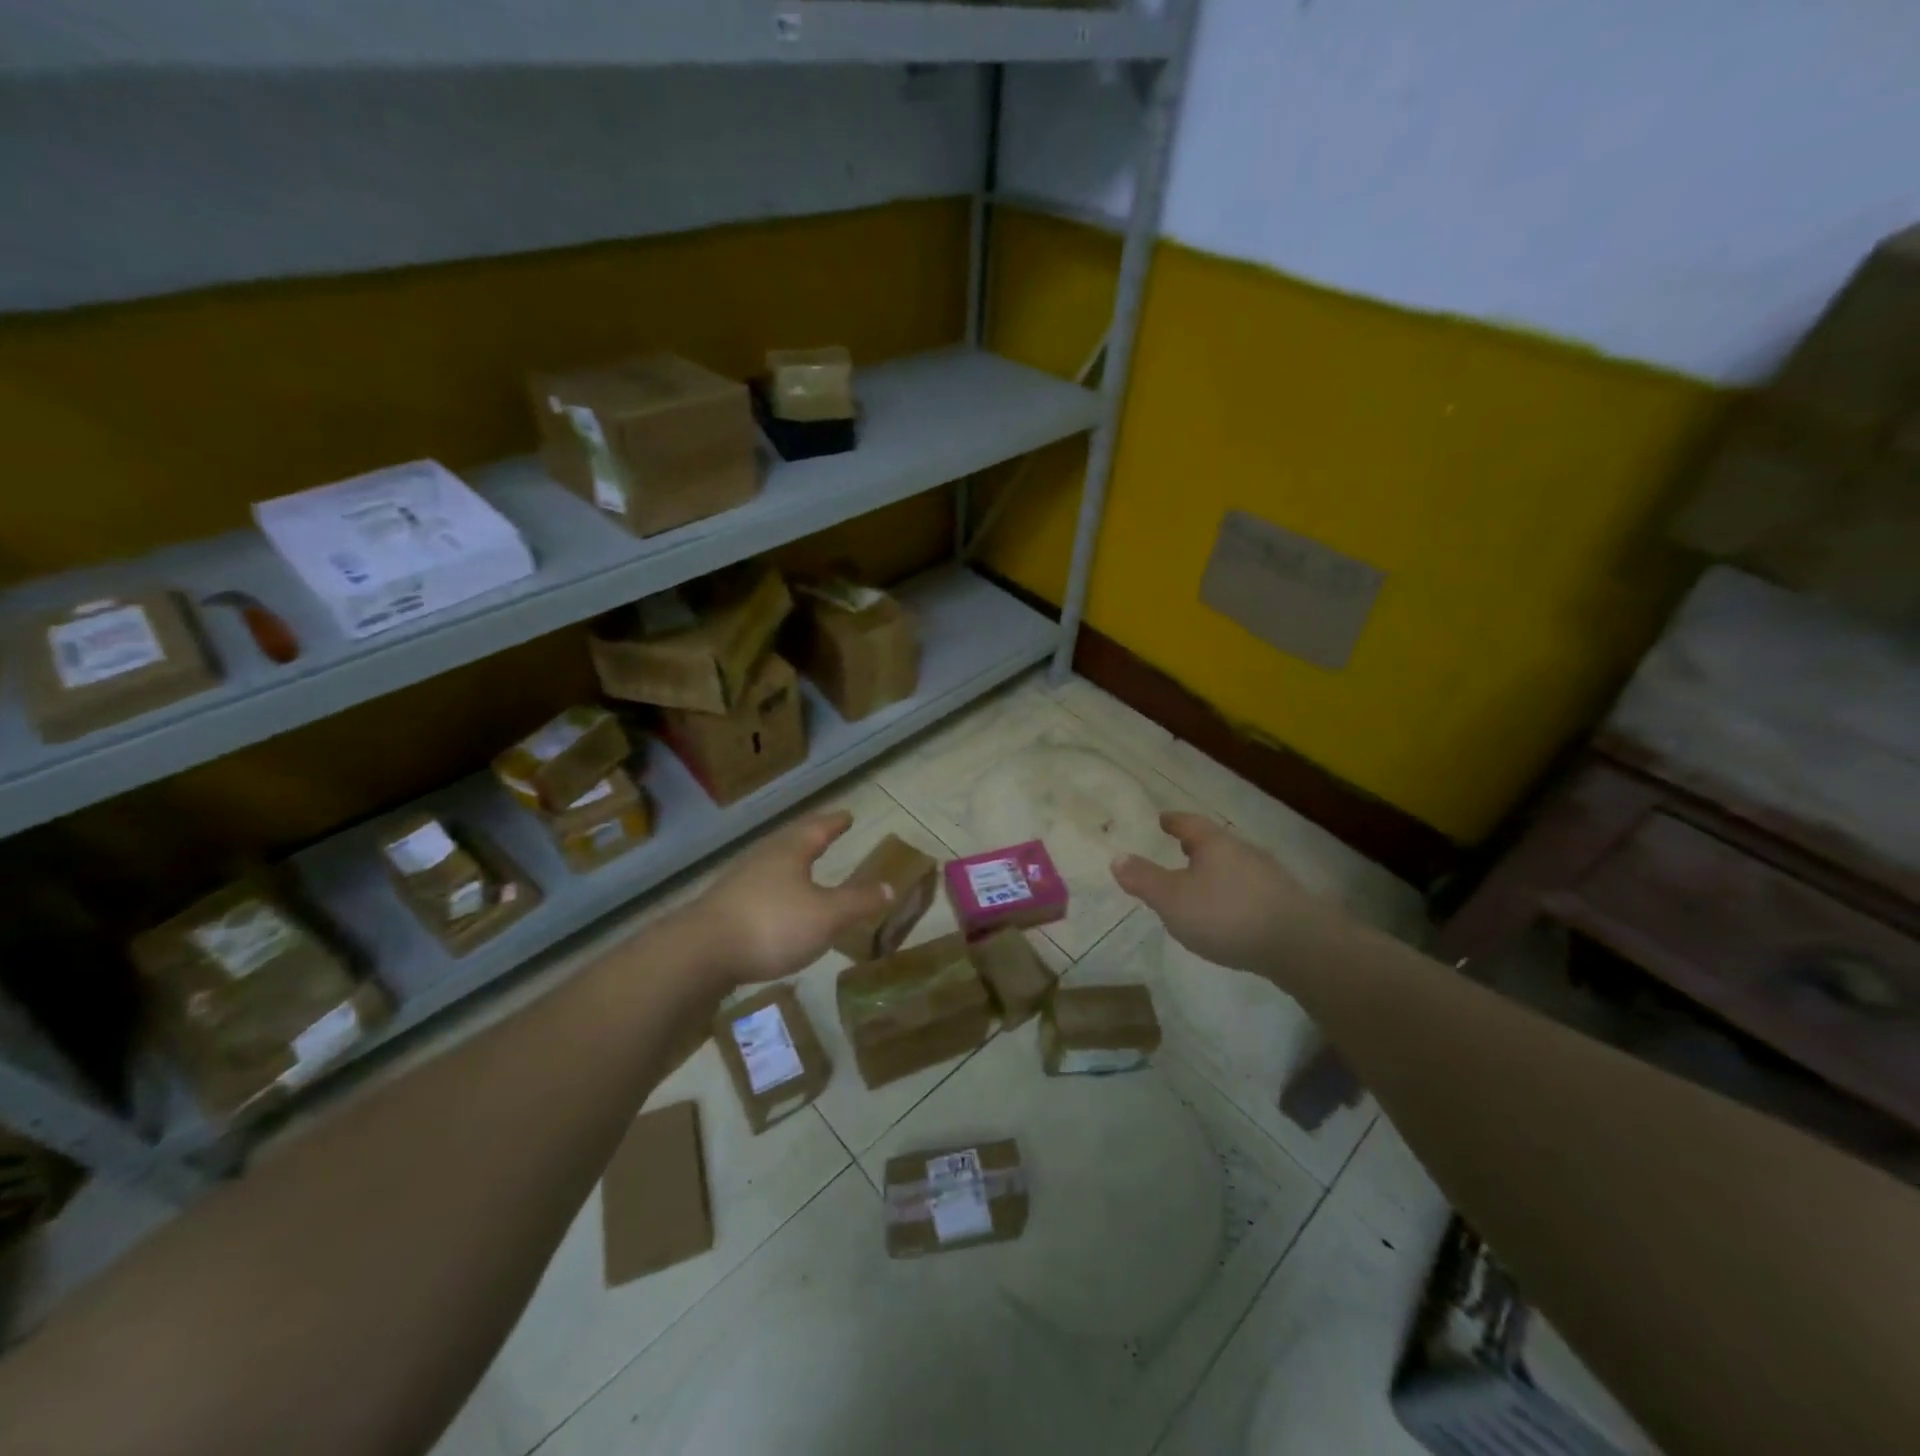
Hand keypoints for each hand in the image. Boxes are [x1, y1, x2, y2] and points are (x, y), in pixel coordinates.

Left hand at [688, 811, 893, 986]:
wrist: (700, 952)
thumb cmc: (772, 925)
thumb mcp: (826, 916)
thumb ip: (859, 902)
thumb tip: (890, 887)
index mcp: (790, 851)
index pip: (818, 828)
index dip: (835, 822)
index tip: (847, 815)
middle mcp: (764, 857)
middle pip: (791, 839)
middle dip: (812, 836)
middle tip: (827, 832)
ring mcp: (739, 880)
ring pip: (772, 861)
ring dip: (791, 861)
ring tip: (804, 864)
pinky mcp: (724, 905)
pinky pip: (759, 886)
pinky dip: (775, 886)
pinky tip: (776, 902)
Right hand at [1112, 812, 1326, 973]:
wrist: (1299, 945)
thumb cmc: (1226, 914)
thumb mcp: (1173, 900)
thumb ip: (1144, 879)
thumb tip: (1116, 857)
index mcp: (1214, 844)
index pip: (1189, 824)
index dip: (1173, 821)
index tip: (1163, 819)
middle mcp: (1243, 851)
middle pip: (1215, 843)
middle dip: (1197, 846)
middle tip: (1180, 848)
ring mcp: (1268, 876)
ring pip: (1235, 865)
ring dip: (1217, 870)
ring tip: (1202, 882)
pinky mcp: (1285, 902)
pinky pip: (1250, 889)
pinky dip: (1234, 892)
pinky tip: (1230, 911)